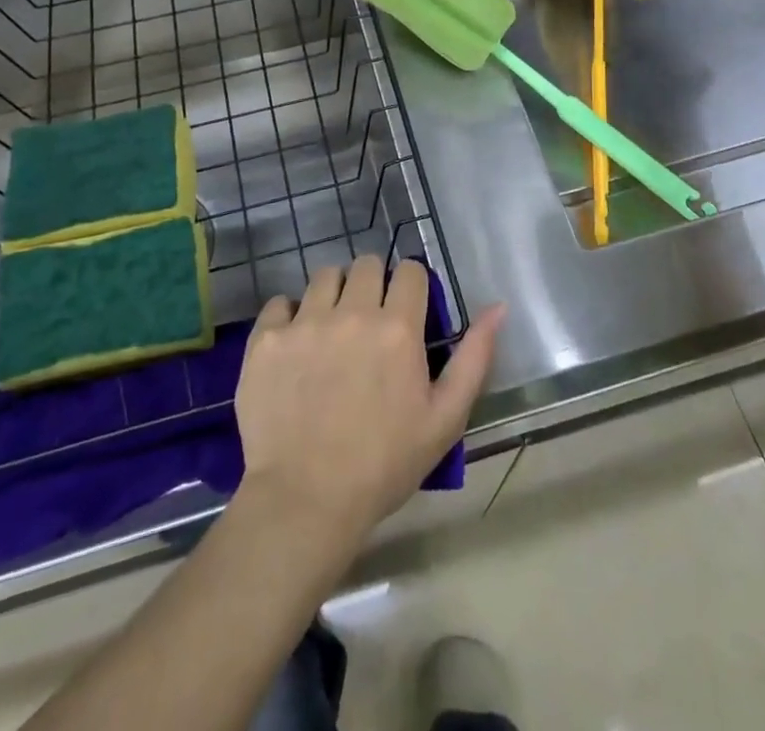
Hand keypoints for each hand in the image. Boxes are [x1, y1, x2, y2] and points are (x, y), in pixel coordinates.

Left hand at [234, 257, 504, 541]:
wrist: (305, 501)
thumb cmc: (384, 464)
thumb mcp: (445, 418)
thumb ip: (474, 357)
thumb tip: (498, 307)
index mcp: (397, 327)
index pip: (410, 270)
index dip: (411, 287)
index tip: (406, 310)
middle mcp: (351, 312)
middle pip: (366, 264)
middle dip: (373, 284)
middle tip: (369, 321)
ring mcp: (304, 322)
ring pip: (324, 276)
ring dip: (333, 294)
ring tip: (331, 329)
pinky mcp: (266, 339)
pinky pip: (279, 302)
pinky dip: (288, 316)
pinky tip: (294, 346)